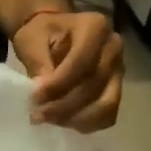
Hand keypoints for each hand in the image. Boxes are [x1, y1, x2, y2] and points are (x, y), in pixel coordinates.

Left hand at [12, 10, 123, 130]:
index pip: (82, 61)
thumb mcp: (32, 40)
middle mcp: (113, 47)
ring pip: (106, 104)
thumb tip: (43, 89)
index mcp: (95, 27)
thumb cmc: (41, 33)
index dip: (58, 84)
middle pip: (95, 84)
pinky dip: (87, 123)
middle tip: (37, 115)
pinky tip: (63, 122)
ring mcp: (119, 70)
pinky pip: (108, 115)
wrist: (54, 34)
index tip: (34, 98)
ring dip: (75, 118)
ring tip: (48, 120)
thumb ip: (39, 62)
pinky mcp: (115, 89)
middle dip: (63, 105)